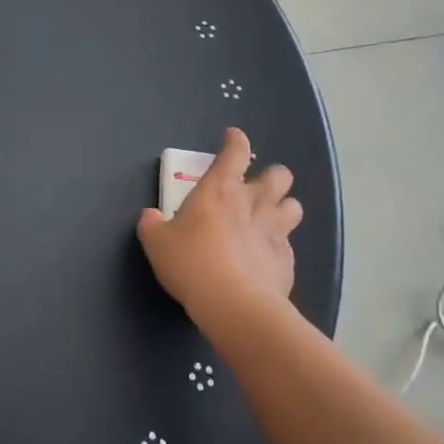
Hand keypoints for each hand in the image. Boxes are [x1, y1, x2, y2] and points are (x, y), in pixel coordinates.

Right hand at [136, 127, 300, 324]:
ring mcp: (275, 231)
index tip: (232, 138)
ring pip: (293, 206)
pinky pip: (288, 245)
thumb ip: (152, 225)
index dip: (235, 141)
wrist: (235, 305)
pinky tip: (265, 258)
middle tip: (255, 189)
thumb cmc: (191, 263)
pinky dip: (279, 247)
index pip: (235, 151)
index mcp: (220, 189)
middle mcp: (253, 203)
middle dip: (272, 177)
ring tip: (269, 220)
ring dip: (283, 208)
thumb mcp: (157, 244)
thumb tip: (149, 217)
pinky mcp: (287, 261)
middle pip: (279, 175)